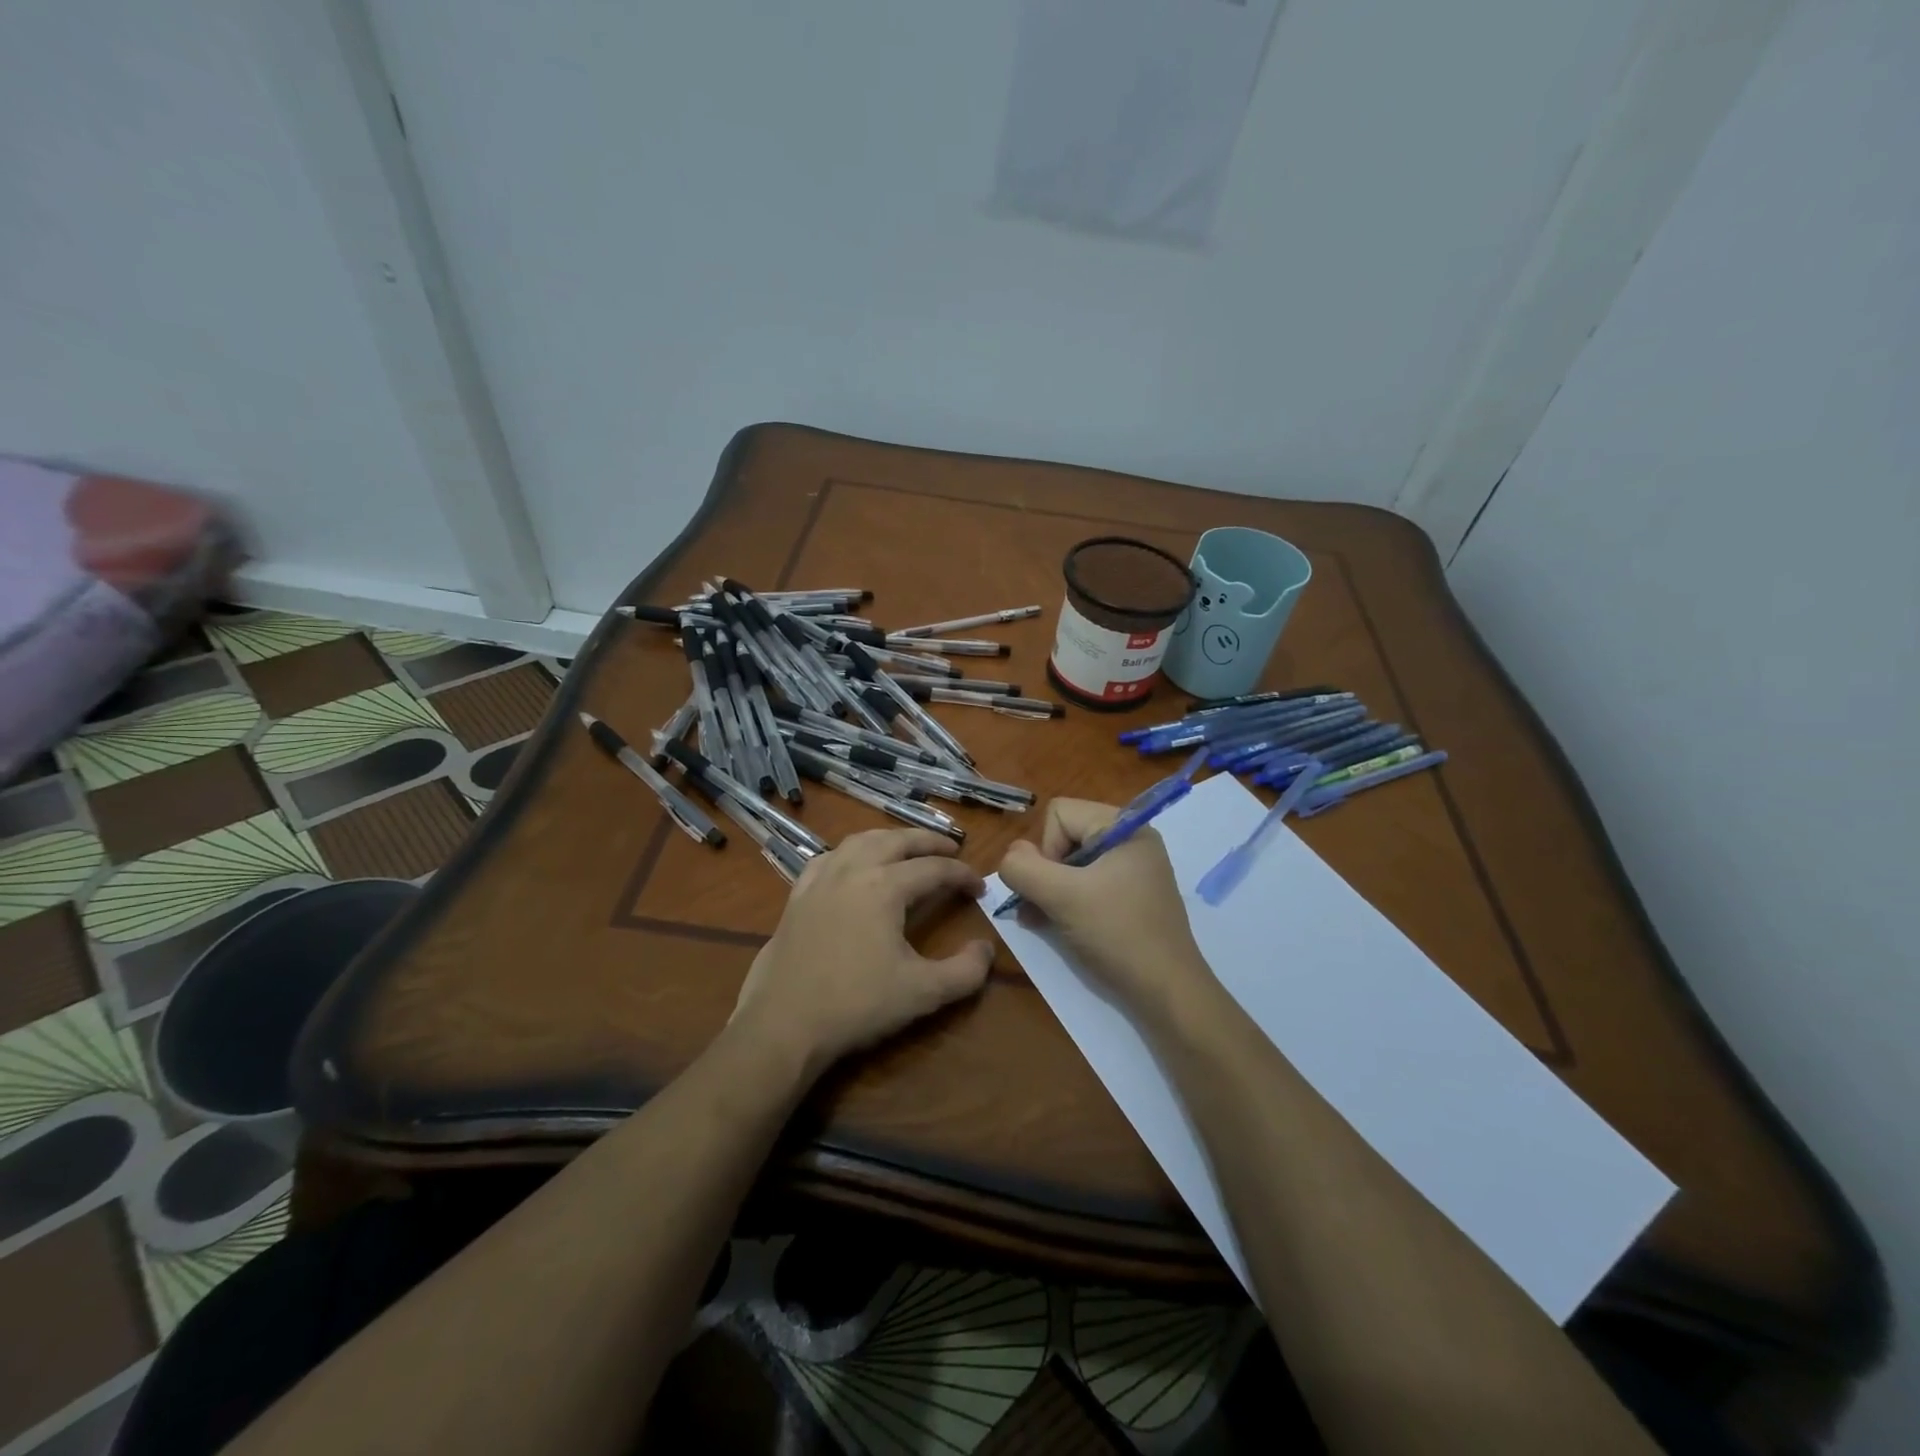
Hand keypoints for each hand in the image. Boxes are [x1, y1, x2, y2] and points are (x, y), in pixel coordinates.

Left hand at [731, 828, 992, 1075]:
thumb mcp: (923, 993)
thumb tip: (986, 948)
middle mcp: (852, 871)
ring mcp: (820, 880)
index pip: (934, 869)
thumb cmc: (857, 1005)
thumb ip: (965, 971)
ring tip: (906, 849)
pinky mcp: (797, 896)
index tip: (979, 887)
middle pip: (897, 841)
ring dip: (889, 839)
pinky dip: (850, 853)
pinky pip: (828, 858)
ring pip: (860, 841)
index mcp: (885, 887)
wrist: (784, 1024)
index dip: (962, 875)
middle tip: (951, 849)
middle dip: (928, 841)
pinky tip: (852, 865)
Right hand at [996, 799, 1214, 1018]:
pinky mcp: (1130, 896)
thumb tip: (1012, 856)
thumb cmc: (1117, 934)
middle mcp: (1131, 840)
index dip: (1046, 849)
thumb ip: (1023, 869)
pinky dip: (1066, 901)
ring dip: (1050, 890)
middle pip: (1064, 836)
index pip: (1059, 814)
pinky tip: (1055, 925)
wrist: (1166, 992)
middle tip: (1043, 908)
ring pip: (1071, 864)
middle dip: (1045, 872)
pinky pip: (1086, 884)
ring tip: (1041, 920)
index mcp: (1125, 827)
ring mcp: (1132, 869)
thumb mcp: (1062, 897)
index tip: (1056, 888)